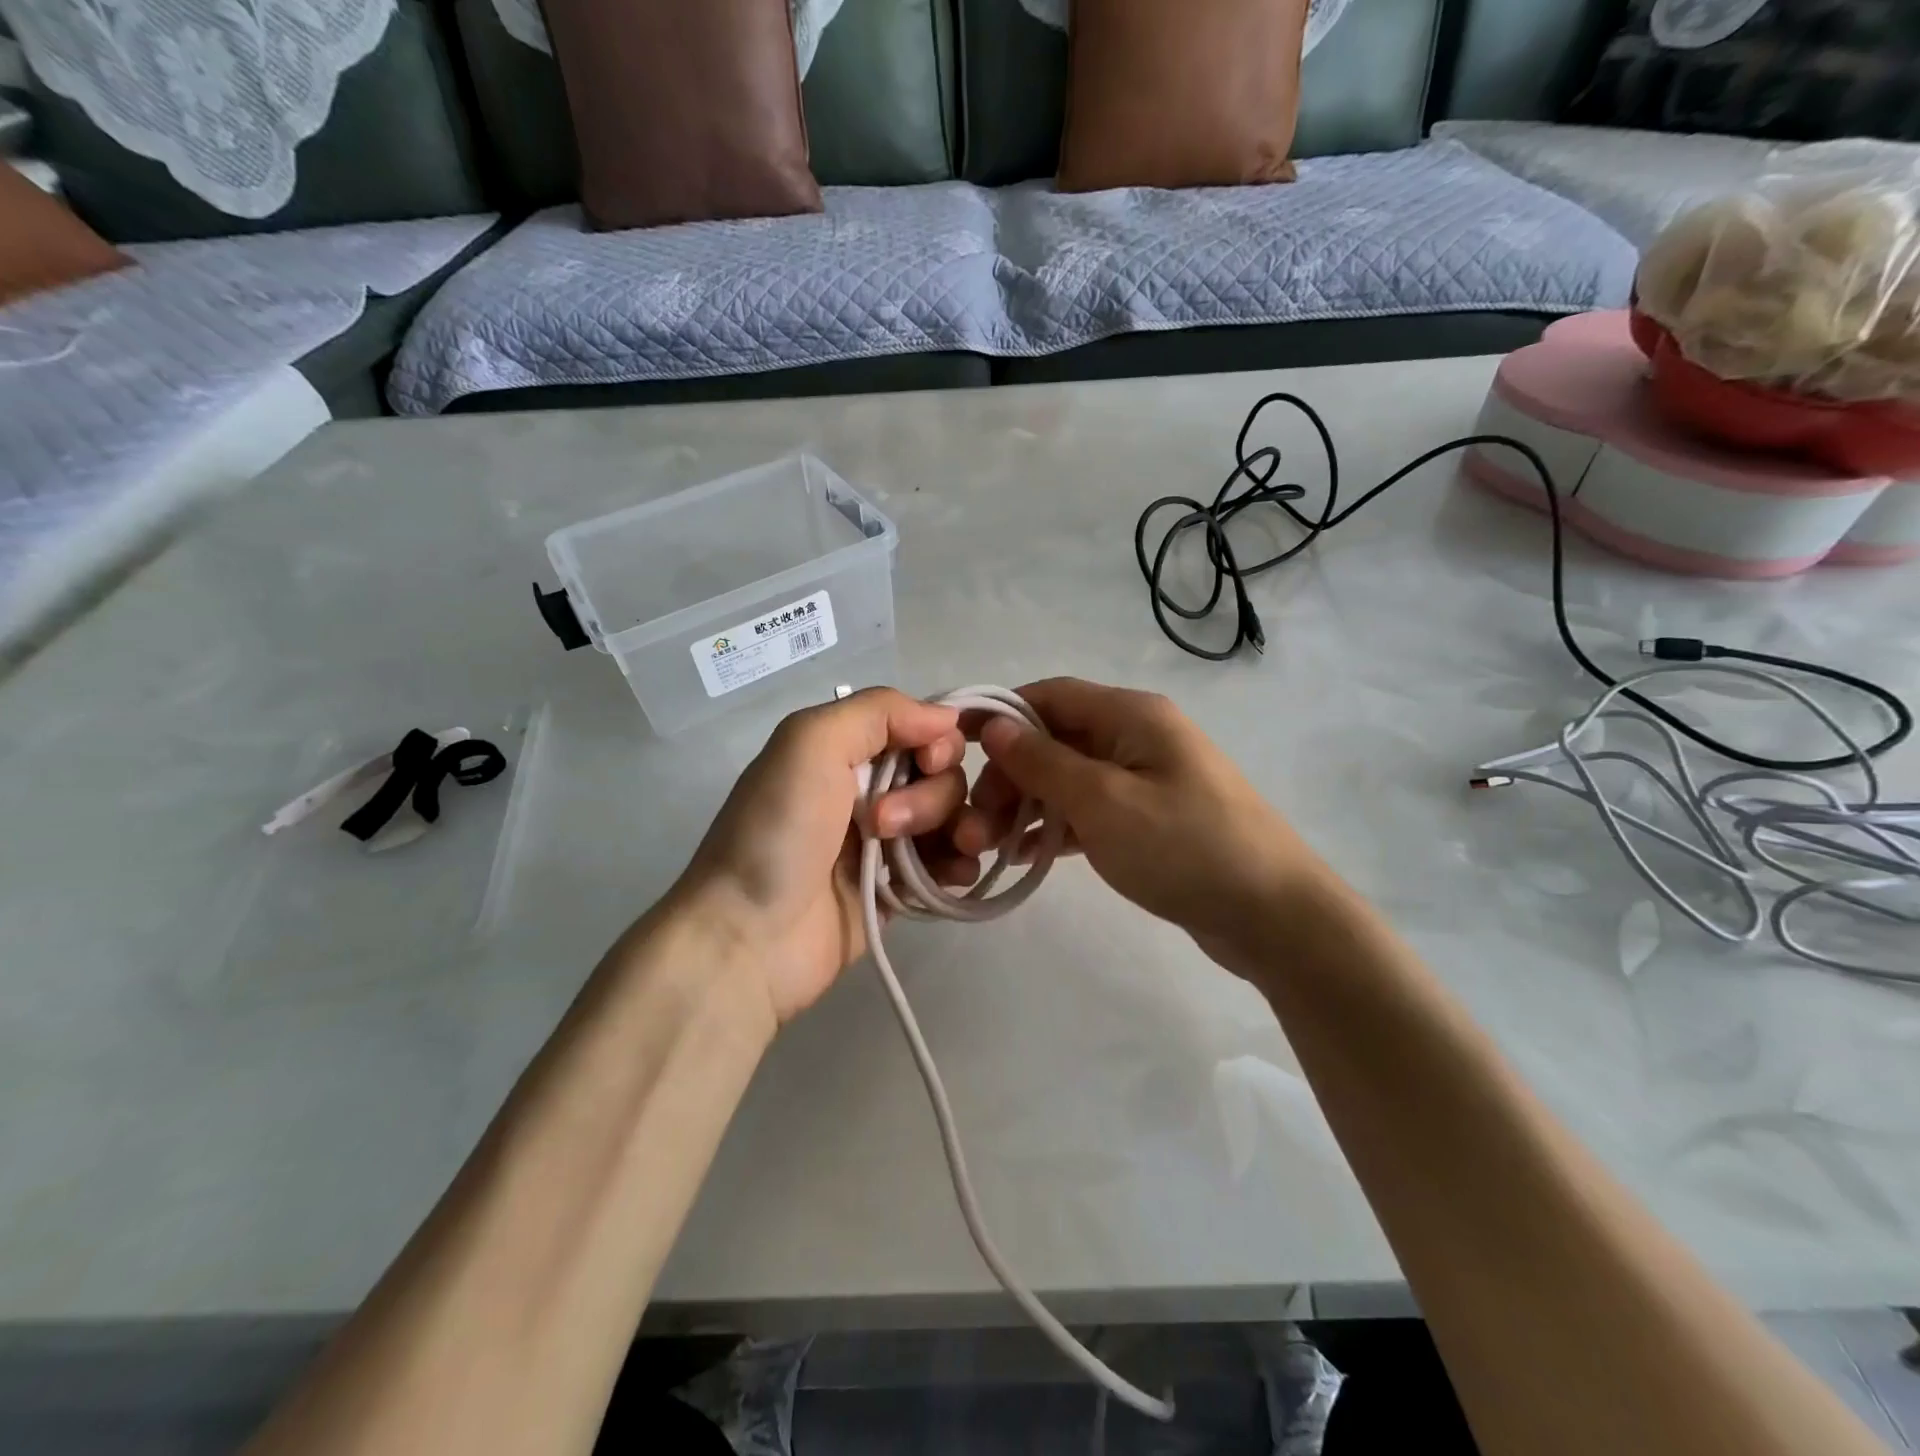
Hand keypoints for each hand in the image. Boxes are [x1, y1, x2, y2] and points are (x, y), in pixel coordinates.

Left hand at [672, 689, 979, 1024]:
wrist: (750, 937)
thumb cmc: (778, 831)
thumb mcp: (810, 742)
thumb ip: (880, 711)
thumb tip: (947, 716)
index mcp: (847, 750)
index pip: (922, 729)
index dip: (938, 742)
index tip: (928, 763)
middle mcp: (869, 789)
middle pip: (943, 776)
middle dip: (929, 797)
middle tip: (881, 824)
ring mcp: (886, 842)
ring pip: (952, 819)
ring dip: (956, 830)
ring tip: (929, 860)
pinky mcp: (896, 890)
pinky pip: (949, 865)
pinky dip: (959, 866)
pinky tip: (951, 878)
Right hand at [953, 678, 1328, 961]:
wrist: (1273, 915)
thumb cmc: (1184, 846)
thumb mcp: (1103, 801)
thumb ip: (1043, 761)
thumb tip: (994, 725)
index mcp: (1131, 715)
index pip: (1049, 695)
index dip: (999, 715)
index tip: (954, 748)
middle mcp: (1137, 736)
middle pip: (1055, 739)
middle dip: (1009, 774)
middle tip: (975, 822)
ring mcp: (1146, 779)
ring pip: (1069, 778)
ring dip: (1027, 805)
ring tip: (989, 846)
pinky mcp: (1150, 819)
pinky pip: (1090, 811)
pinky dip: (1057, 827)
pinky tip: (1025, 856)